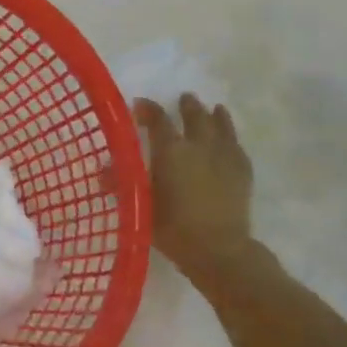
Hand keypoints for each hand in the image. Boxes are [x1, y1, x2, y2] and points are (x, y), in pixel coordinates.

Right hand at [133, 93, 254, 281]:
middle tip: (185, 98)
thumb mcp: (140, 206)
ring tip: (215, 108)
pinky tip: (230, 139)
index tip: (140, 104)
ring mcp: (225, 156)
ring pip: (221, 126)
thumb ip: (121, 185)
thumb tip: (102, 172)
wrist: (218, 248)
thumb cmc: (173, 228)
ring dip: (215, 115)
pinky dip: (231, 136)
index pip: (158, 121)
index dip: (148, 110)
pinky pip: (237, 145)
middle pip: (195, 117)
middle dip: (188, 106)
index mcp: (171, 151)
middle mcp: (199, 145)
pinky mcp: (243, 170)